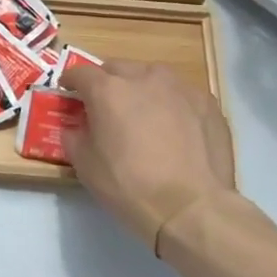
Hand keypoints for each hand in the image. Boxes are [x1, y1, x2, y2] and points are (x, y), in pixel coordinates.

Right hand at [60, 60, 237, 252]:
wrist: (192, 208)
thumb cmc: (130, 186)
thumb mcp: (86, 166)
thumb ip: (75, 136)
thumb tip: (77, 127)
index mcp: (108, 90)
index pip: (80, 72)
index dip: (71, 82)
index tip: (69, 93)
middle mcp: (144, 77)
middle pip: (117, 68)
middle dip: (107, 82)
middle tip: (106, 107)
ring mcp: (180, 87)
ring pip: (152, 77)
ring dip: (141, 89)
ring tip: (144, 115)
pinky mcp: (207, 102)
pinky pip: (180, 95)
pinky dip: (171, 104)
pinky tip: (175, 130)